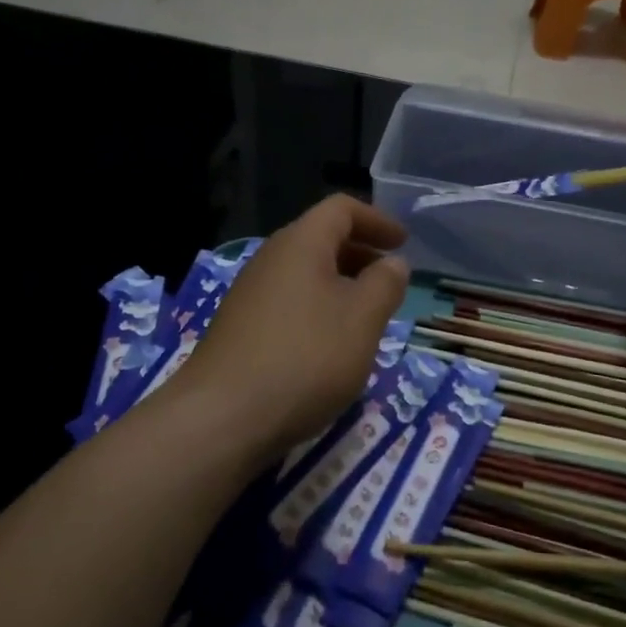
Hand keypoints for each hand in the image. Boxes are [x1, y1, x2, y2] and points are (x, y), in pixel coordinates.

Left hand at [183, 195, 409, 460]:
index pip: (341, 209)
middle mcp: (270, 259)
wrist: (222, 418)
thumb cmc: (305, 357)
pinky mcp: (239, 329)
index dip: (376, 220)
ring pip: (304, 274)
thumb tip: (393, 262)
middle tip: (389, 280)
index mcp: (300, 243)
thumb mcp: (362, 319)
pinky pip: (288, 302)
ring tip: (366, 316)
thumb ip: (385, 284)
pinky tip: (329, 346)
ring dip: (340, 285)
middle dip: (360, 253)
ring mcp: (249, 295)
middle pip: (320, 239)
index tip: (403, 243)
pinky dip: (317, 309)